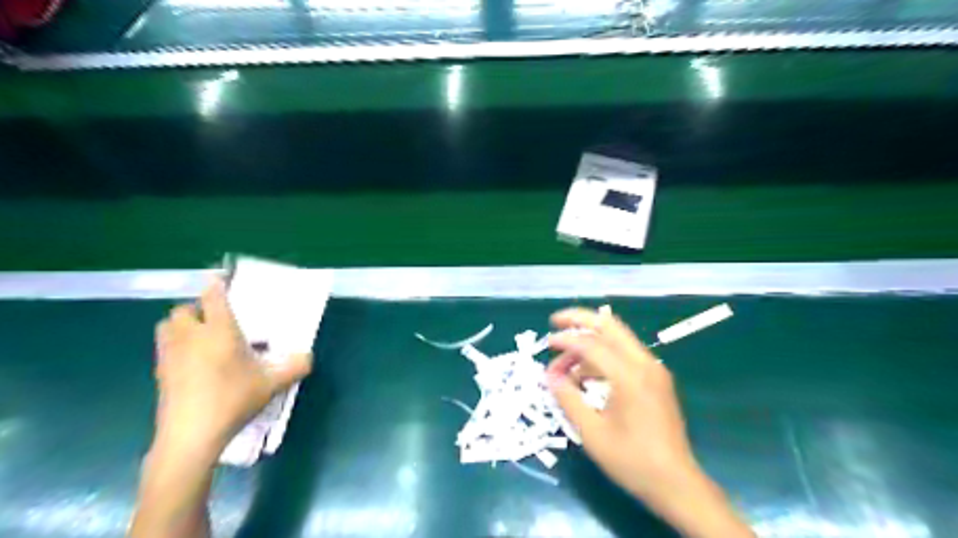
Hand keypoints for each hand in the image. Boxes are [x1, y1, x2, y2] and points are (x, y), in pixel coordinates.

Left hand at [151, 279, 313, 458]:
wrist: (191, 435)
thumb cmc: (233, 399)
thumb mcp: (273, 383)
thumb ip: (295, 366)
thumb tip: (309, 356)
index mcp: (219, 331)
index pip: (213, 297)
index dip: (216, 283)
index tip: (220, 276)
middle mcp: (191, 336)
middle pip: (184, 309)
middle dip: (197, 309)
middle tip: (217, 320)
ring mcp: (170, 355)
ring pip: (167, 326)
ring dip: (182, 325)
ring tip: (201, 337)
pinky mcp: (159, 373)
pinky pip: (164, 347)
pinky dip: (176, 345)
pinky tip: (193, 362)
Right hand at [542, 306, 751, 536]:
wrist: (676, 484)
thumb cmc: (632, 460)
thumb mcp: (591, 432)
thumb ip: (568, 398)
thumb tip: (549, 376)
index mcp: (629, 376)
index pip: (591, 344)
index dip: (565, 340)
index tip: (546, 342)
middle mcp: (644, 364)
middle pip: (609, 326)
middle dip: (580, 319)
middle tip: (556, 321)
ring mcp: (653, 370)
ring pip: (618, 338)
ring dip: (590, 342)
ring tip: (566, 363)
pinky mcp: (656, 379)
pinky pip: (625, 355)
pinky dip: (603, 356)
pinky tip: (585, 375)